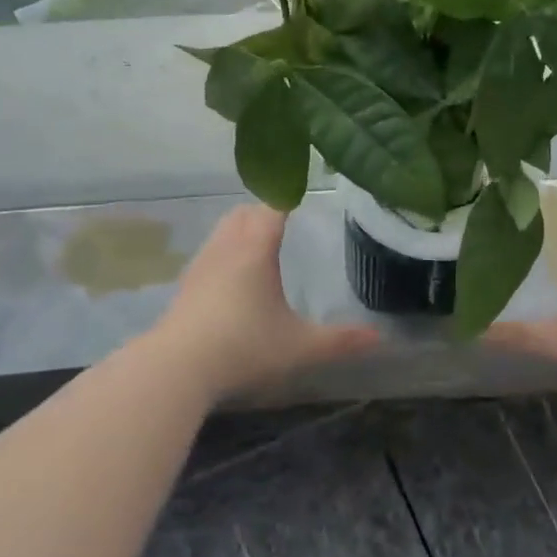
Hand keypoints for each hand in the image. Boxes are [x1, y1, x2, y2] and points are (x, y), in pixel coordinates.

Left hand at [152, 204, 378, 401]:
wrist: (177, 368)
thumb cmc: (244, 346)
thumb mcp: (299, 346)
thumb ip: (340, 340)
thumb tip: (379, 338)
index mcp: (256, 250)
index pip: (272, 207)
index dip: (287, 194)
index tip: (301, 188)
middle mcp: (226, 248)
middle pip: (244, 212)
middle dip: (264, 209)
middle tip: (285, 215)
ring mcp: (201, 265)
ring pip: (222, 230)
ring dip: (241, 228)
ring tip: (259, 240)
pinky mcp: (185, 286)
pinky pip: (209, 252)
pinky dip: (225, 249)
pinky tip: (232, 275)